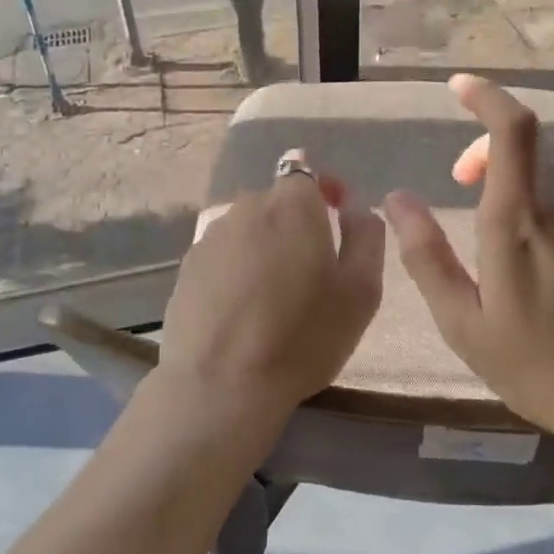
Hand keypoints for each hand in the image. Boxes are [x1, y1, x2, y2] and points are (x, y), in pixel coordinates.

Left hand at [156, 151, 383, 439]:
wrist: (220, 382)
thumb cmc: (303, 337)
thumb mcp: (361, 291)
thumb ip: (366, 236)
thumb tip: (356, 208)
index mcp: (292, 204)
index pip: (307, 171)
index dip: (324, 190)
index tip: (336, 217)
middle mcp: (247, 206)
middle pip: (276, 200)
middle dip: (296, 221)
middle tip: (311, 266)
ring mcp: (211, 235)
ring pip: (248, 226)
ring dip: (265, 243)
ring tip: (275, 291)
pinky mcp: (187, 265)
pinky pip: (223, 253)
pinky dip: (237, 267)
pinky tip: (243, 306)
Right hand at [383, 74, 553, 437]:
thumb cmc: (541, 366)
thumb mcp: (464, 323)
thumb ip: (427, 257)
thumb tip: (397, 200)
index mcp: (518, 221)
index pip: (510, 128)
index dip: (486, 95)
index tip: (460, 87)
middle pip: (529, 140)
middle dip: (487, 143)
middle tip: (462, 181)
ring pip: (551, 168)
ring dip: (517, 174)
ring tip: (498, 224)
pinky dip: (546, 198)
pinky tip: (542, 252)